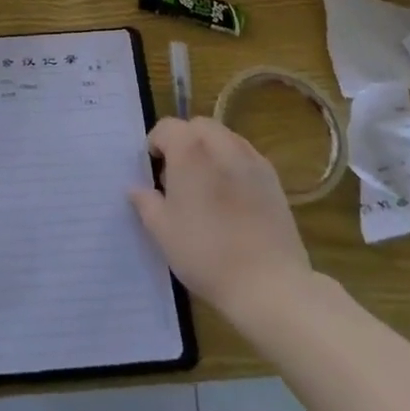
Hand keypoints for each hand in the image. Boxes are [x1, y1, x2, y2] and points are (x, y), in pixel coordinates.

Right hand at [129, 116, 315, 324]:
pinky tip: (232, 200)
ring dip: (209, 151)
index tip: (153, 173)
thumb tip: (136, 188)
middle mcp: (221, 143)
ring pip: (224, 138)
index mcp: (190, 149)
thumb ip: (146, 202)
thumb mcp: (163, 231)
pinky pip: (245, 158)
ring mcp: (251, 159)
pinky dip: (232, 165)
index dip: (155, 145)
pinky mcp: (273, 178)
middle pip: (197, 127)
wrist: (268, 283)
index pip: (166, 127)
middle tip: (178, 178)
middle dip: (184, 143)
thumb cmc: (205, 252)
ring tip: (206, 188)